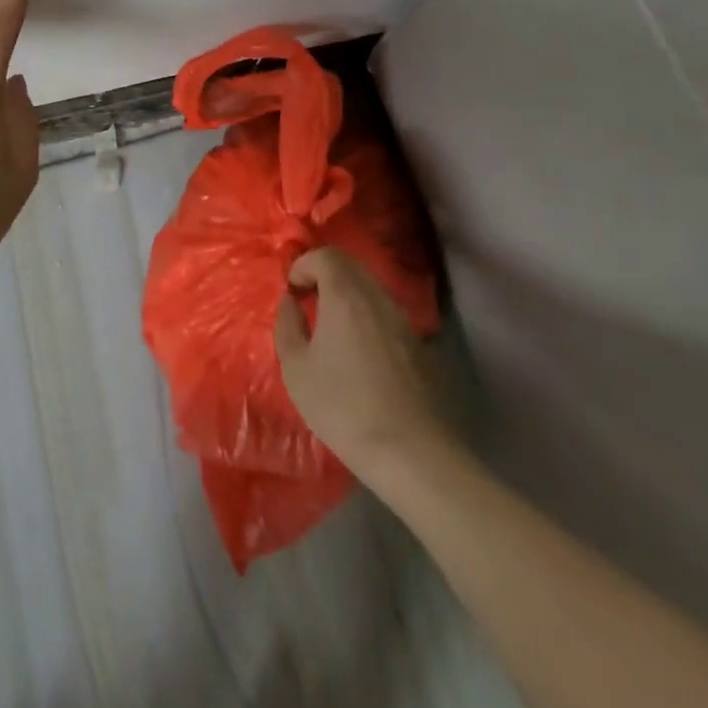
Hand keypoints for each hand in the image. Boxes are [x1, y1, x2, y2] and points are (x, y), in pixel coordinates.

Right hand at [274, 247, 456, 474]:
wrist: (411, 453)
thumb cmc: (343, 406)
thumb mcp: (296, 368)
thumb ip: (287, 325)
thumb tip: (290, 301)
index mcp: (345, 295)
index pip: (326, 255)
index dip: (304, 265)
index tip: (291, 291)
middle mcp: (377, 298)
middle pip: (351, 266)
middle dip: (324, 275)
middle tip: (307, 301)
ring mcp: (403, 321)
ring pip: (371, 289)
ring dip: (347, 296)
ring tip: (331, 328)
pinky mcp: (419, 346)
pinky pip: (386, 314)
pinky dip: (366, 317)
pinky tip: (359, 353)